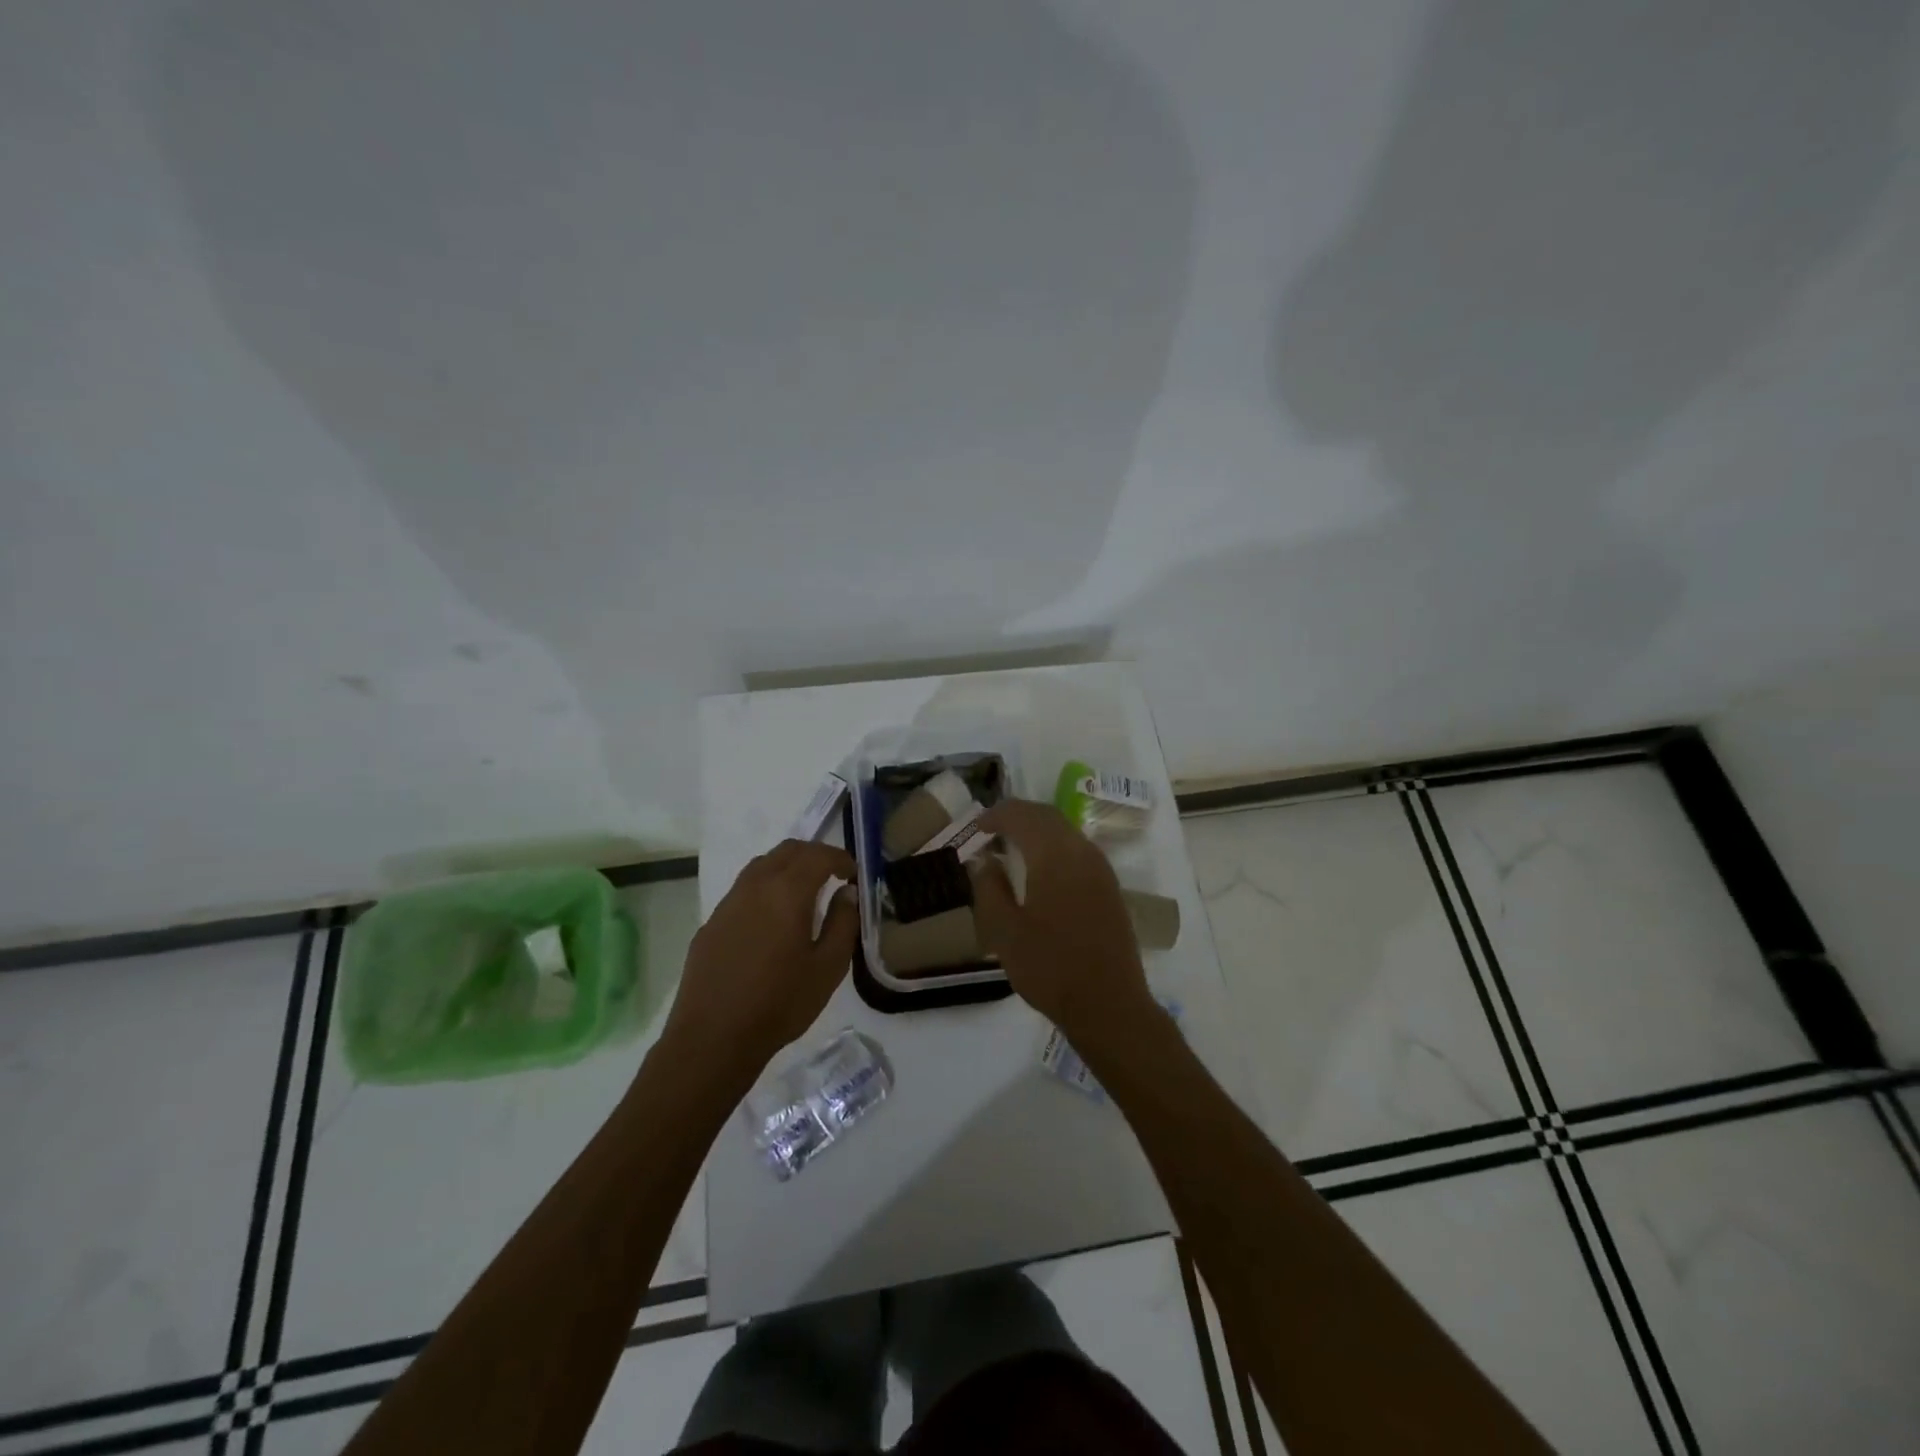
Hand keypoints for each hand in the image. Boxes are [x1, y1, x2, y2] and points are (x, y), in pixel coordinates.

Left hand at [661, 841, 858, 1080]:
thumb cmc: (780, 1003)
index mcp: (787, 892)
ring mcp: (728, 903)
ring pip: (761, 865)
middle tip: (832, 876)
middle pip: (787, 850)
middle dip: (814, 855)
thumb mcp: (828, 967)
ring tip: (803, 893)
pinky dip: (765, 889)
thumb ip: (843, 923)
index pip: (818, 856)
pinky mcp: (711, 923)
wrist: (713, 1038)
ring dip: (787, 867)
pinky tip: (771, 921)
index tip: (853, 874)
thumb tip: (846, 893)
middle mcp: (755, 886)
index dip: (840, 858)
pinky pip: (743, 890)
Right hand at [969, 798, 1152, 1039]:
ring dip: (1038, 829)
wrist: (1109, 1005)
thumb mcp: (1004, 931)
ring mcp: (1101, 869)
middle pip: (1047, 816)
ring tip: (1012, 845)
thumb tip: (985, 860)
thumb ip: (989, 888)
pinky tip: (1040, 869)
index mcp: (1054, 856)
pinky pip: (1078, 850)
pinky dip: (1054, 846)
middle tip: (992, 829)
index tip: (976, 827)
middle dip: (1018, 815)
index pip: (1023, 816)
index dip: (997, 815)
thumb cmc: (1050, 967)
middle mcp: (1082, 852)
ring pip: (1065, 831)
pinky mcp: (1110, 887)